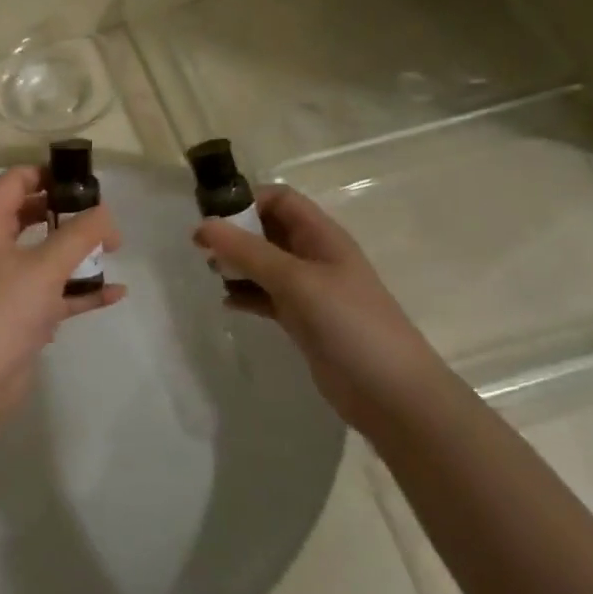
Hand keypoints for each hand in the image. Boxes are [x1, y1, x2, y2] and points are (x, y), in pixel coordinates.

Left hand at [0, 166, 124, 415]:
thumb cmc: (3, 309)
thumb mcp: (46, 265)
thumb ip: (81, 234)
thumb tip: (105, 213)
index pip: (13, 181)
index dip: (46, 173)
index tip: (83, 179)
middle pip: (29, 215)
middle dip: (66, 211)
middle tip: (101, 214)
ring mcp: (5, 284)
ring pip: (44, 255)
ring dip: (76, 252)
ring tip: (114, 248)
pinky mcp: (19, 315)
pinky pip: (54, 293)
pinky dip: (80, 291)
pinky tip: (115, 292)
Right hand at [195, 185, 447, 430]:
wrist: (391, 393)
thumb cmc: (349, 324)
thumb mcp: (296, 280)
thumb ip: (248, 252)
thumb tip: (203, 225)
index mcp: (322, 236)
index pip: (280, 199)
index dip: (247, 201)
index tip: (212, 218)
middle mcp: (315, 256)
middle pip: (269, 230)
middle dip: (235, 233)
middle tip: (201, 249)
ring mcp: (309, 291)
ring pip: (264, 264)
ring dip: (237, 264)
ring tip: (211, 275)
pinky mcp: (302, 321)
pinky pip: (266, 297)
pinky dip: (245, 295)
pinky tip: (227, 304)